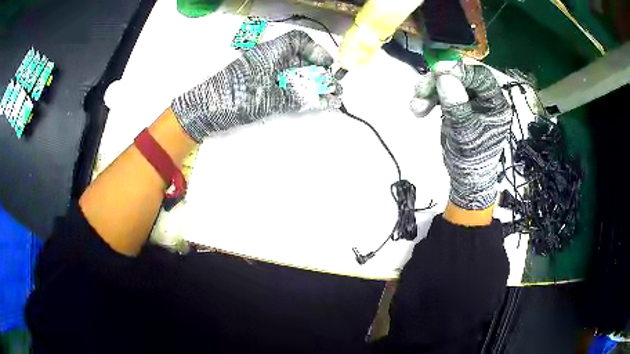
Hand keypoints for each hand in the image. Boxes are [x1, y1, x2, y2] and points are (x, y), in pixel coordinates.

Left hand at [171, 30, 341, 142]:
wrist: (207, 111)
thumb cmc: (237, 97)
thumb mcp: (270, 97)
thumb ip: (299, 96)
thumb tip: (326, 95)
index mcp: (271, 52)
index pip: (298, 41)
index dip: (316, 50)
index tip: (328, 65)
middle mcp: (271, 60)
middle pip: (301, 60)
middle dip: (320, 73)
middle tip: (335, 88)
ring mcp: (267, 76)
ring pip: (296, 75)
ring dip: (315, 86)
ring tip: (332, 98)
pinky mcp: (264, 90)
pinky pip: (289, 89)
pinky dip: (304, 95)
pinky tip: (319, 103)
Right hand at [411, 63, 511, 209]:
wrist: (464, 178)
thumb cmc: (471, 160)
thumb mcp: (465, 134)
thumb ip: (457, 106)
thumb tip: (444, 77)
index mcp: (495, 104)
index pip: (480, 77)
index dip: (460, 71)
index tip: (438, 71)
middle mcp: (483, 98)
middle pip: (461, 77)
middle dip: (438, 82)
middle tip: (420, 89)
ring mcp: (469, 101)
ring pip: (448, 83)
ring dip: (428, 91)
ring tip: (416, 106)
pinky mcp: (456, 105)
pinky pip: (441, 94)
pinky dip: (428, 99)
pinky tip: (418, 109)